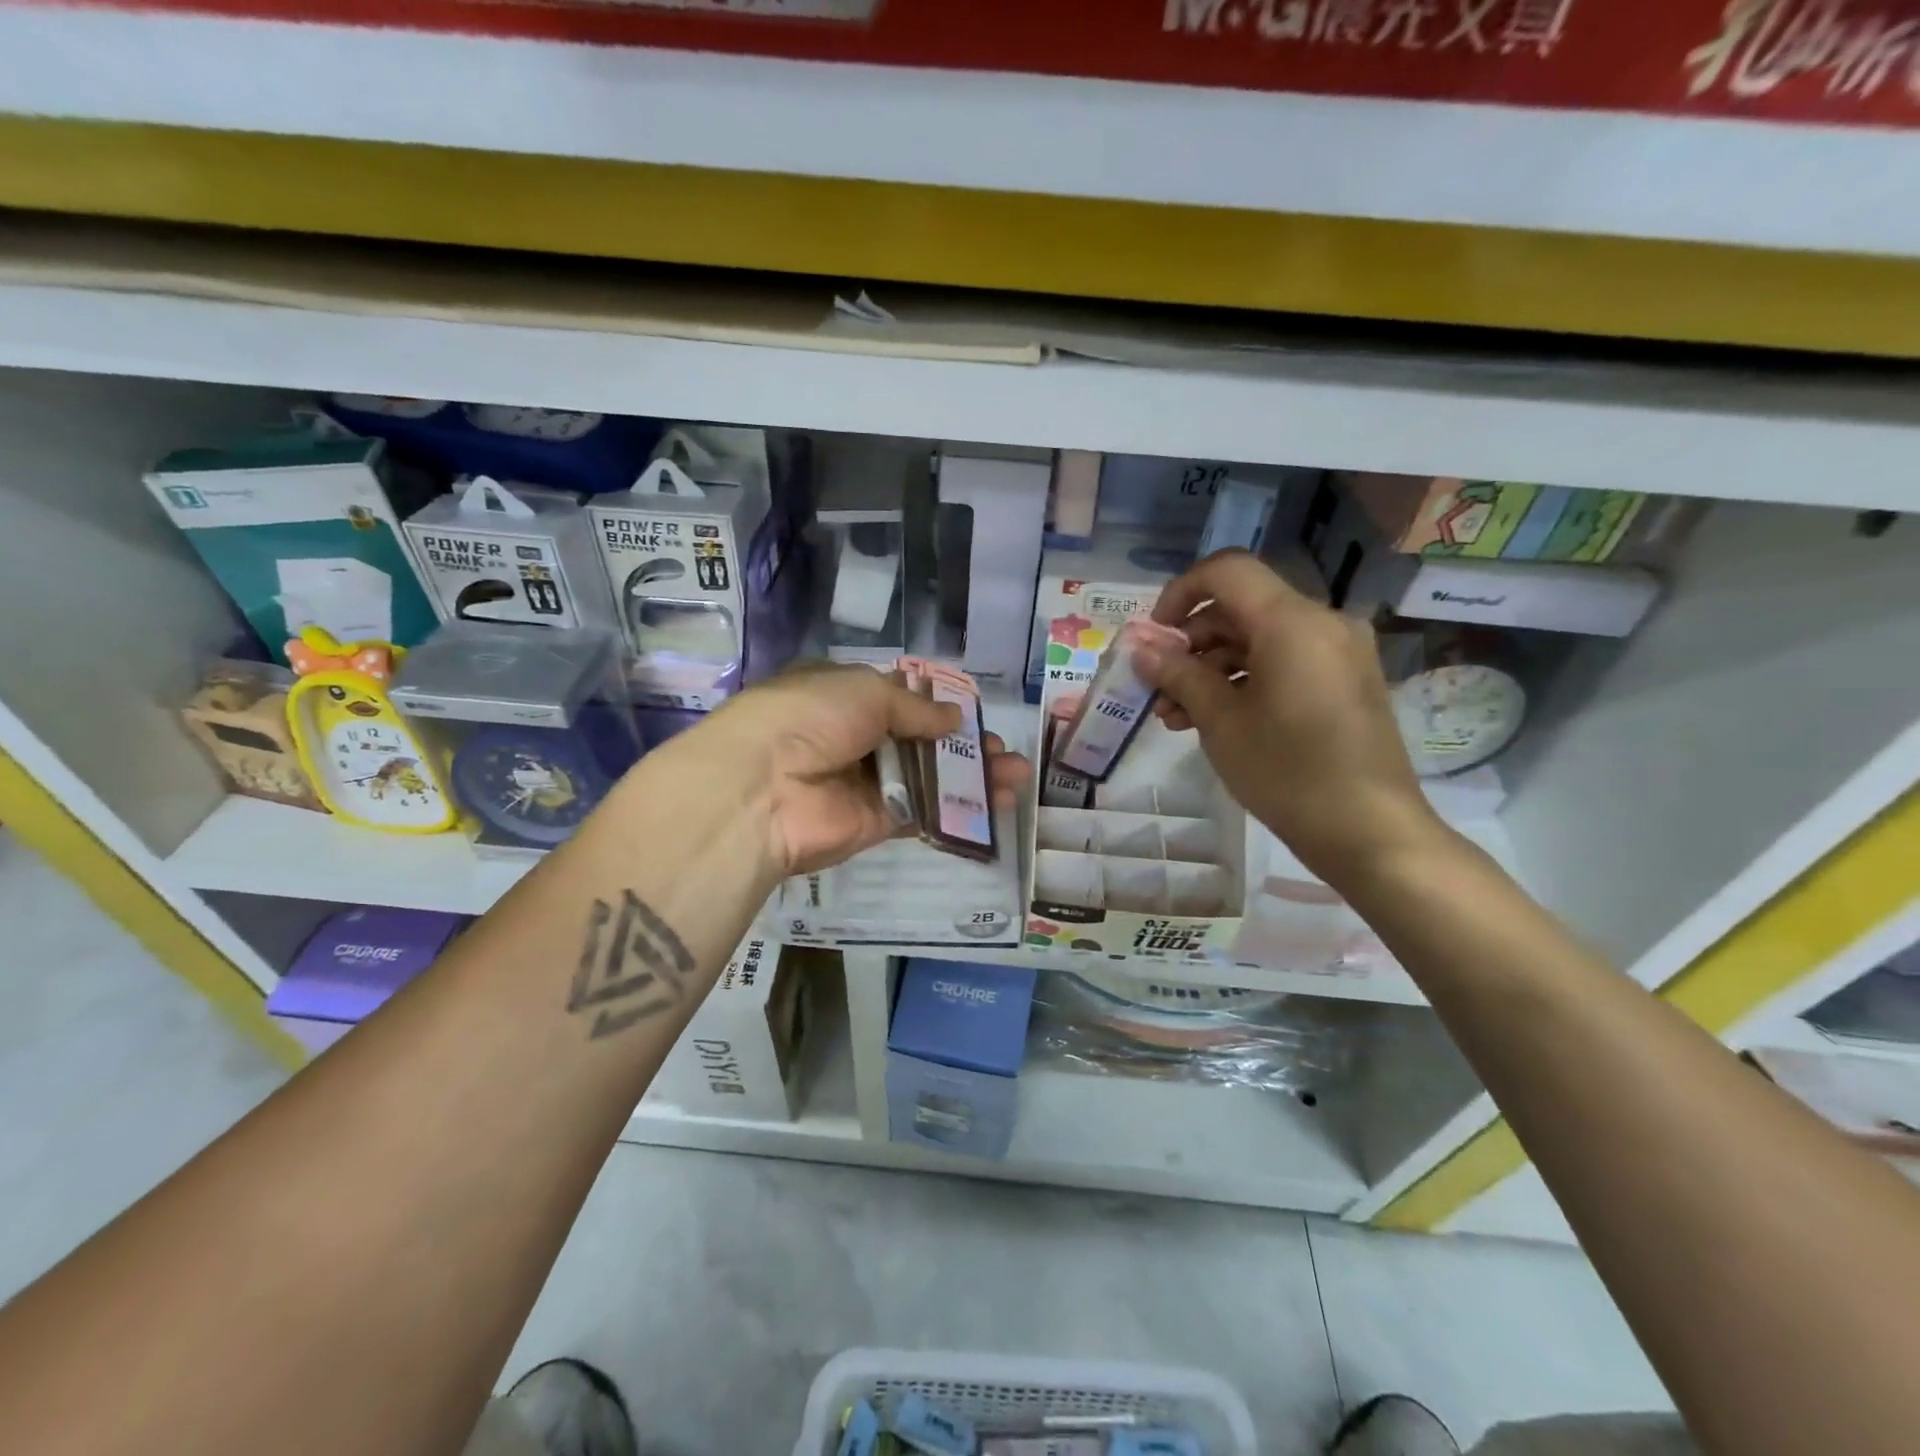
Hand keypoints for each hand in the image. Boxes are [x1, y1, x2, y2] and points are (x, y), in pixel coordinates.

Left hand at [702, 662, 1029, 877]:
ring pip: (928, 777)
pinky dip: (959, 809)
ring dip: (972, 776)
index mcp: (842, 697)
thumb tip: (953, 719)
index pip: (896, 699)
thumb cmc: (811, 716)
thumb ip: (915, 707)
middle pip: (919, 741)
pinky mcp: (876, 822)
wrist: (764, 786)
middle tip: (1003, 750)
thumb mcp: (866, 691)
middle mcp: (854, 738)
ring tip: (1017, 775)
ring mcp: (865, 783)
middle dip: (963, 744)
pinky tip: (998, 803)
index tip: (972, 712)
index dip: (935, 705)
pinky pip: (924, 812)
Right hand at [1133, 550, 1443, 887]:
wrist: (1370, 831)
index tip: (1155, 636)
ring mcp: (1338, 653)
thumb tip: (1139, 648)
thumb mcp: (1220, 721)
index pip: (1226, 572)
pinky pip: (1285, 662)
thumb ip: (1178, 675)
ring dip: (1213, 668)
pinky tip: (1215, 720)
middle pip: (1241, 608)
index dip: (1180, 593)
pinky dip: (1246, 680)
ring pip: (1259, 639)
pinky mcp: (1345, 681)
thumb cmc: (1287, 771)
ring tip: (1176, 716)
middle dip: (1191, 643)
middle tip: (1157, 687)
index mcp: (1292, 621)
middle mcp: (1322, 623)